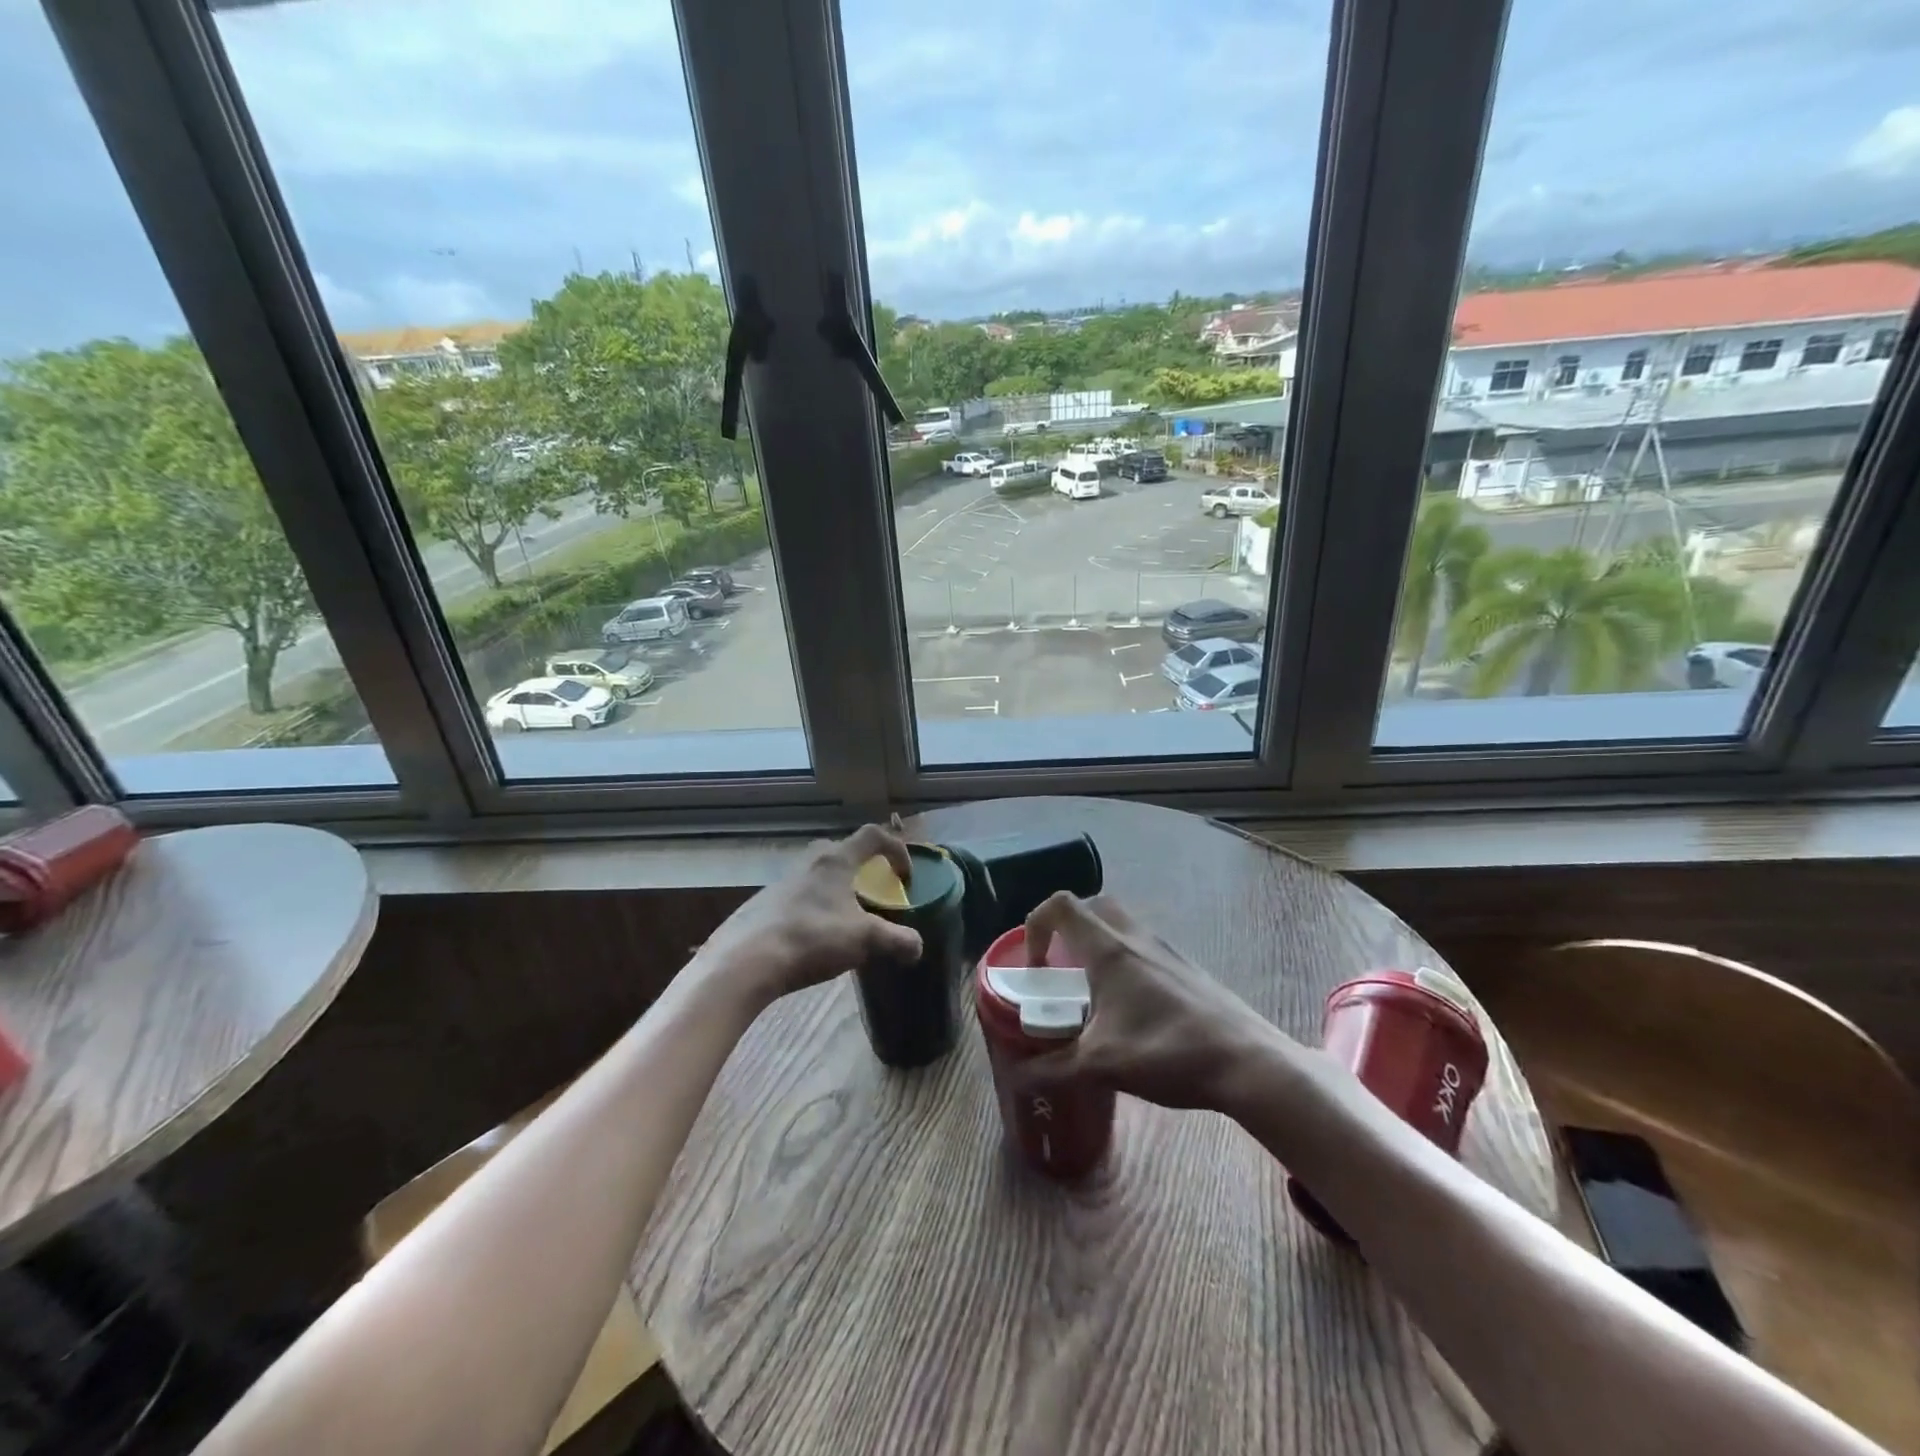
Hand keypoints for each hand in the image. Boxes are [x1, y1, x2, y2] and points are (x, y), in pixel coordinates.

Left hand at [695, 824, 923, 1008]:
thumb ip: (897, 940)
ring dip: (839, 890)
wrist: (745, 961)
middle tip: (876, 893)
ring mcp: (783, 881)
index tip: (905, 876)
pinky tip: (815, 938)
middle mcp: (809, 861)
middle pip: (844, 851)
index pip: (873, 835)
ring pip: (820, 874)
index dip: (897, 849)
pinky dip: (816, 908)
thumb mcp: (864, 940)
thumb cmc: (811, 938)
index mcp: (836, 860)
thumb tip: (917, 946)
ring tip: (847, 920)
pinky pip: (800, 896)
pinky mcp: (764, 903)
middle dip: (865, 868)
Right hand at [1021, 892, 1274, 1110]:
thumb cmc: (1167, 1052)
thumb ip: (1052, 1069)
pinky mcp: (1186, 968)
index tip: (1034, 965)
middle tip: (1060, 967)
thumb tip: (1016, 1078)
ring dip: (1098, 945)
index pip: (1062, 905)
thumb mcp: (1101, 1066)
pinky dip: (1125, 962)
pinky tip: (1130, 1009)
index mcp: (1109, 950)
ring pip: (1121, 926)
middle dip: (1068, 929)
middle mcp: (1136, 938)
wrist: (1246, 1062)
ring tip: (1092, 991)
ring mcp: (1166, 950)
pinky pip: (1144, 947)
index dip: (1037, 924)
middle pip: (1093, 907)